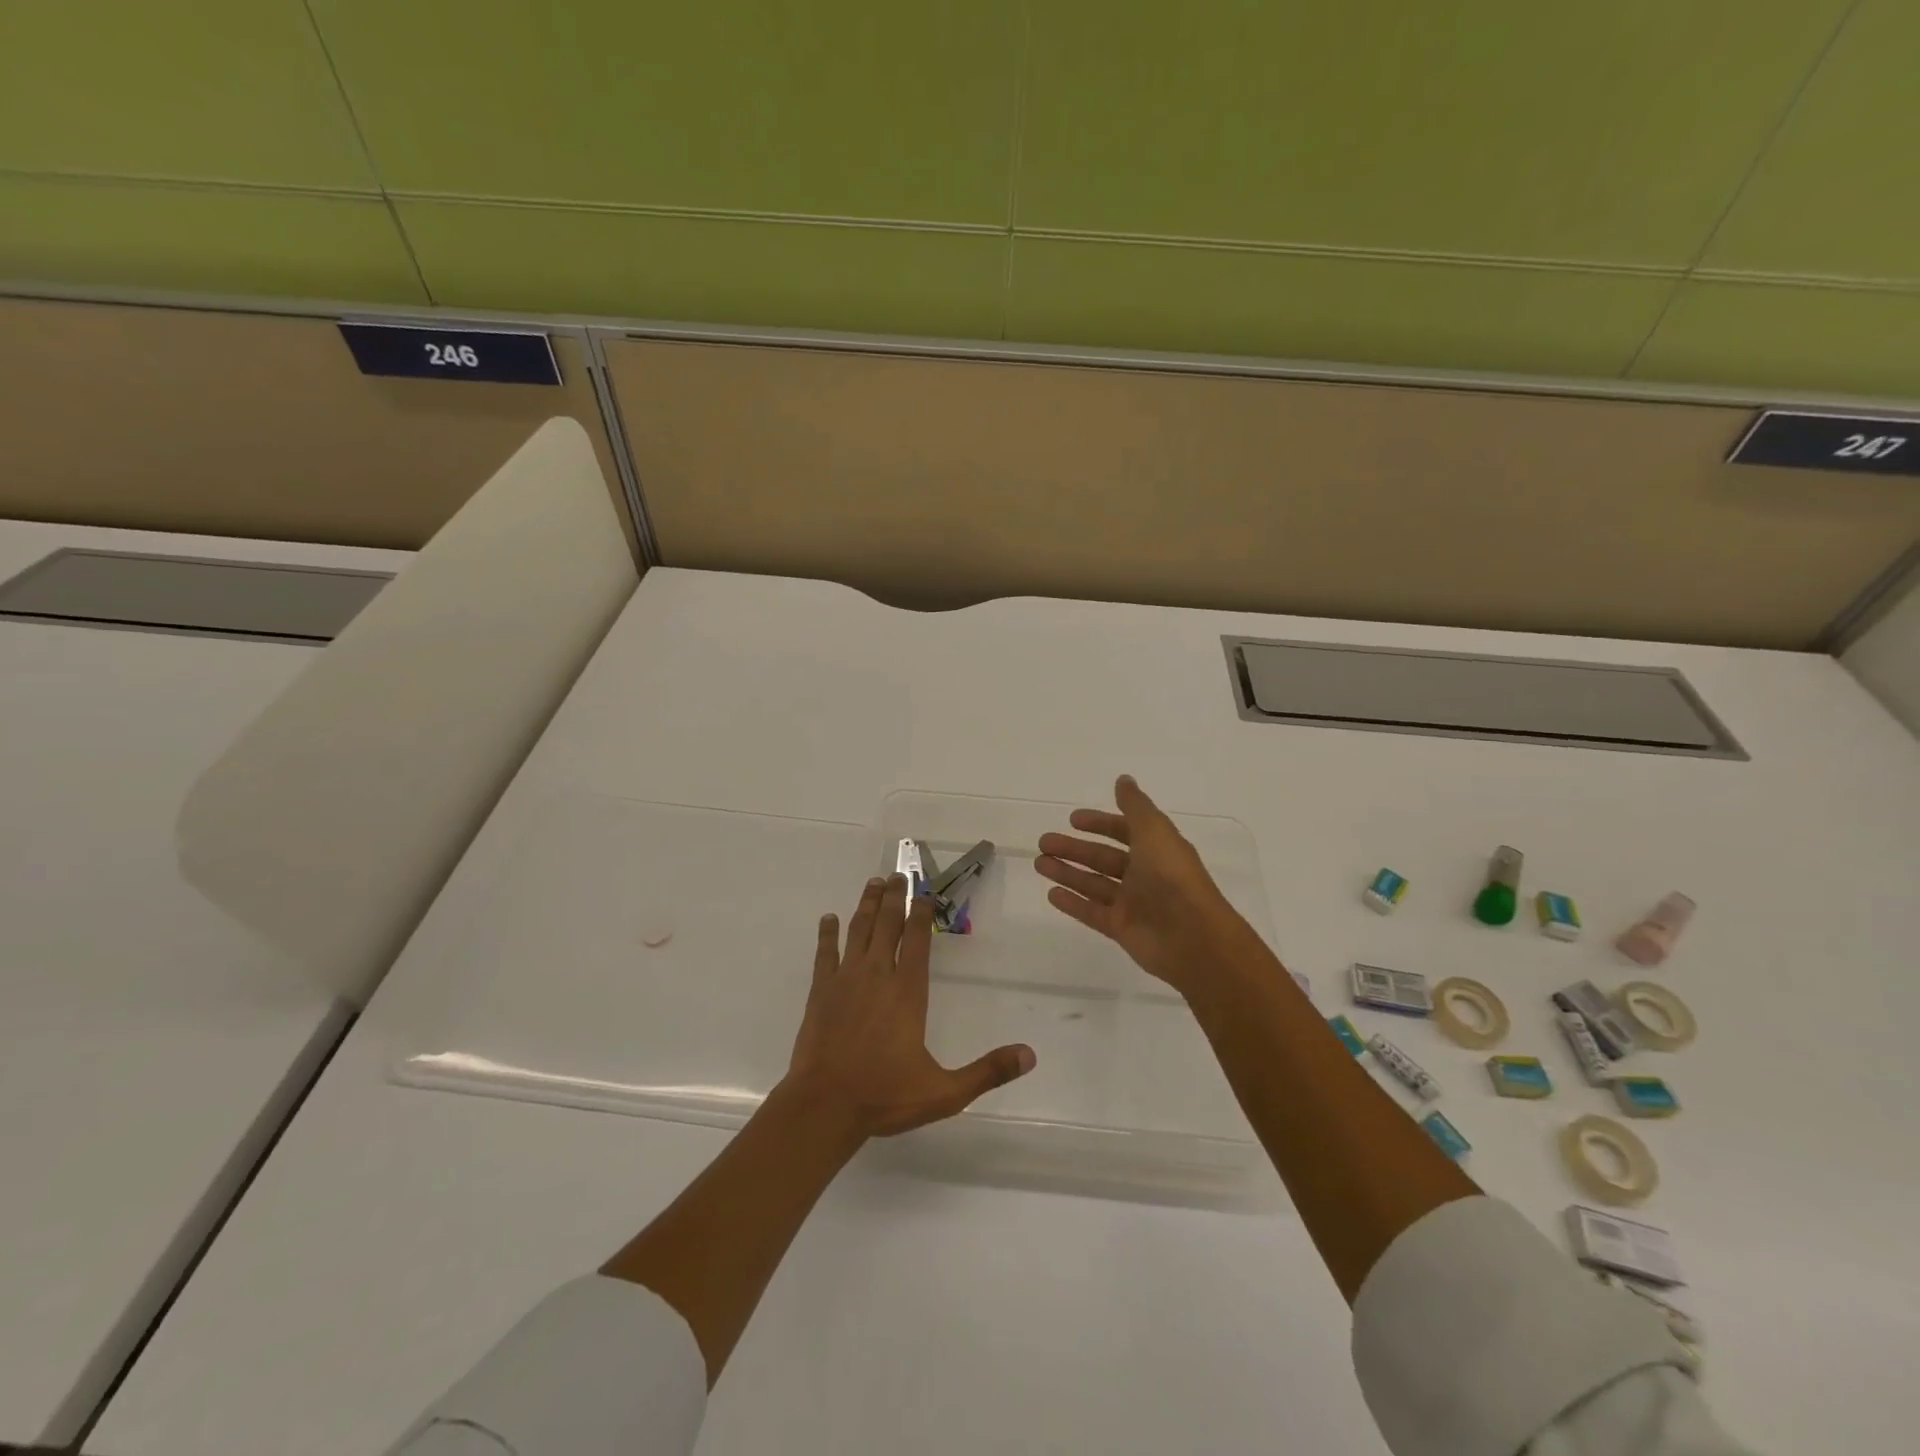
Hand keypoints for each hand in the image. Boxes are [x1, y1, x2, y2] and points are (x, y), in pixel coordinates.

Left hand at [782, 874, 1035, 1140]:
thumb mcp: (945, 1092)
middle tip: (898, 874)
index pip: (917, 940)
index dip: (922, 913)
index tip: (926, 893)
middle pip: (887, 925)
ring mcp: (845, 980)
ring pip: (858, 931)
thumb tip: (1029, 1055)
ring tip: (874, 884)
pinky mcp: (820, 991)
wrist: (824, 1106)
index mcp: (908, 992)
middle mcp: (877, 975)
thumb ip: (988, 1071)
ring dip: (867, 905)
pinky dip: (827, 933)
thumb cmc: (884, 1095)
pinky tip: (828, 919)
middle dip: (895, 897)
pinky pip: (824, 953)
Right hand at [1035, 774, 1257, 996]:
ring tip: (1039, 864)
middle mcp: (1144, 874)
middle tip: (1043, 842)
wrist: (1192, 936)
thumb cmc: (1172, 876)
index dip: (1100, 823)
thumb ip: (1135, 805)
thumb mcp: (1154, 831)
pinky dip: (1072, 903)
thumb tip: (1123, 779)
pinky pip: (1092, 912)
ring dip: (1067, 873)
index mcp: (1156, 848)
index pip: (1124, 831)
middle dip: (1074, 849)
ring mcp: (1133, 903)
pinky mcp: (1122, 929)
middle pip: (1103, 858)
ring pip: (1093, 884)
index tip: (1072, 820)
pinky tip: (1051, 893)